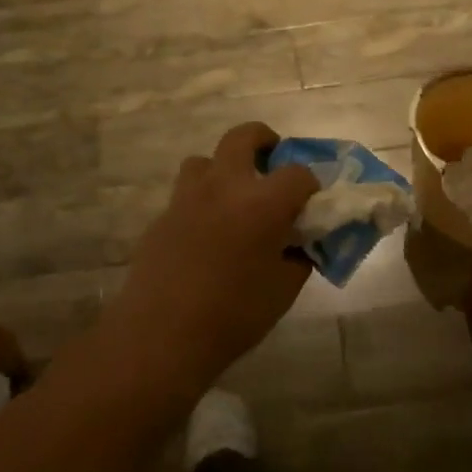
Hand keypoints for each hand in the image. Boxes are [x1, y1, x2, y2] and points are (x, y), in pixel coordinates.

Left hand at [106, 123, 319, 391]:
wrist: (162, 335)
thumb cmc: (233, 315)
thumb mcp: (283, 290)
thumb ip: (298, 258)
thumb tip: (299, 245)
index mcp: (263, 203)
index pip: (298, 173)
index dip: (309, 186)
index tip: (310, 203)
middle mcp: (224, 186)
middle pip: (243, 137)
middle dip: (263, 140)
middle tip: (271, 160)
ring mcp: (187, 198)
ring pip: (205, 160)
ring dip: (223, 168)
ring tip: (233, 197)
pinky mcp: (162, 216)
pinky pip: (185, 195)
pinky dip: (202, 202)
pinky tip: (206, 235)